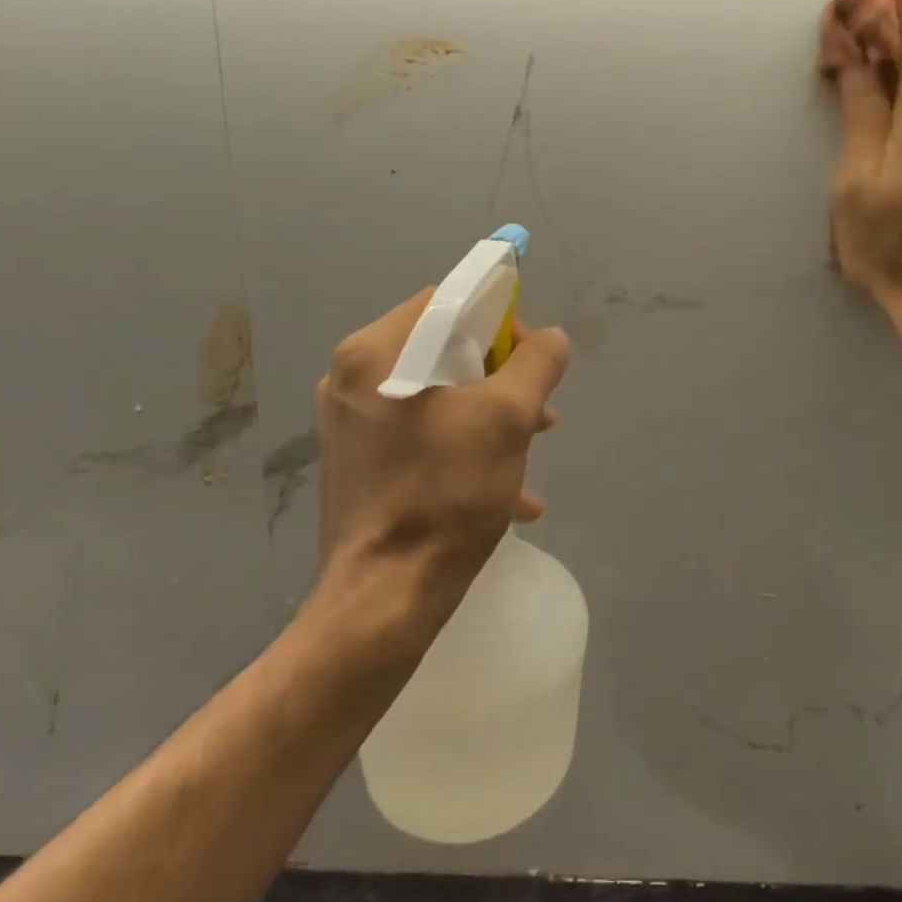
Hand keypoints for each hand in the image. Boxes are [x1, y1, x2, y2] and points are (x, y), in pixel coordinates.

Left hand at [313, 290, 569, 631]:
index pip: (448, 302)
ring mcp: (350, 422)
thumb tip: (552, 339)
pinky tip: (507, 492)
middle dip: (500, 375)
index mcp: (377, 351)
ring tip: (531, 447)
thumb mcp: (508, 418)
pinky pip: (420, 433)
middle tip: (536, 408)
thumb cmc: (446, 492)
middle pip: (443, 348)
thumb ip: (536, 364)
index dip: (499, 321)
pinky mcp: (357, 461)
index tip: (530, 360)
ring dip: (489, 412)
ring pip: (437, 394)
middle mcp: (352, 377)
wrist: (383, 598)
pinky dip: (463, 445)